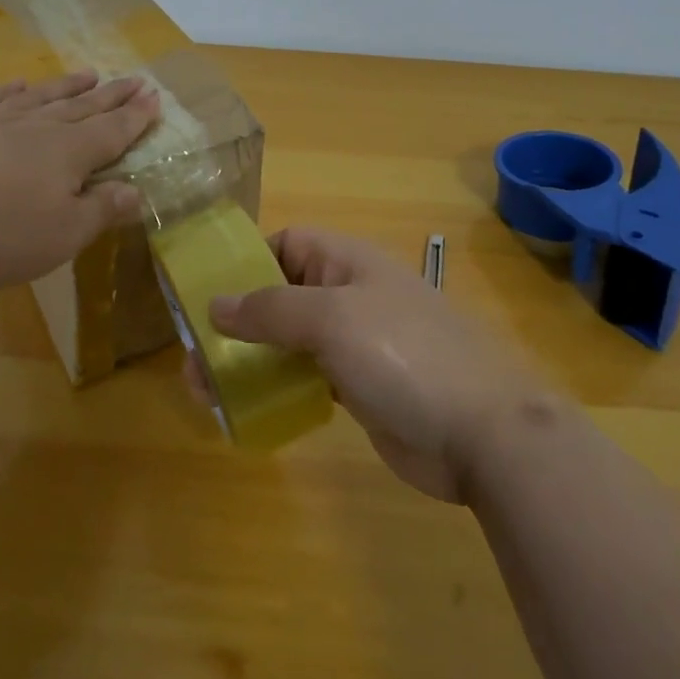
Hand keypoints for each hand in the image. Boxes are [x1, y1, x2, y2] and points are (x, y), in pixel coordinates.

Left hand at [0, 71, 160, 291]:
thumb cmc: (0, 234)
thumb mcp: (64, 235)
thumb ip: (102, 210)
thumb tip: (136, 191)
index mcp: (70, 153)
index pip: (113, 130)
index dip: (137, 116)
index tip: (155, 96)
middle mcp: (39, 128)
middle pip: (84, 107)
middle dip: (112, 95)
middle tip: (135, 79)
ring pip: (43, 97)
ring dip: (68, 85)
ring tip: (89, 72)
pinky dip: (11, 90)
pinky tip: (20, 84)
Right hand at [206, 227, 552, 501]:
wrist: (484, 434)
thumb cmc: (404, 356)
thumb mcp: (332, 319)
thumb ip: (270, 309)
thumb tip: (214, 304)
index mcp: (347, 262)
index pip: (286, 244)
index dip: (248, 262)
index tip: (209, 295)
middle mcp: (349, 294)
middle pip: (281, 295)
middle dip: (238, 320)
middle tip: (195, 359)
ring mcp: (357, 342)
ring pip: (290, 340)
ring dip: (250, 358)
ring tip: (207, 389)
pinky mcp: (360, 386)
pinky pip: (307, 375)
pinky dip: (279, 385)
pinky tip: (251, 407)